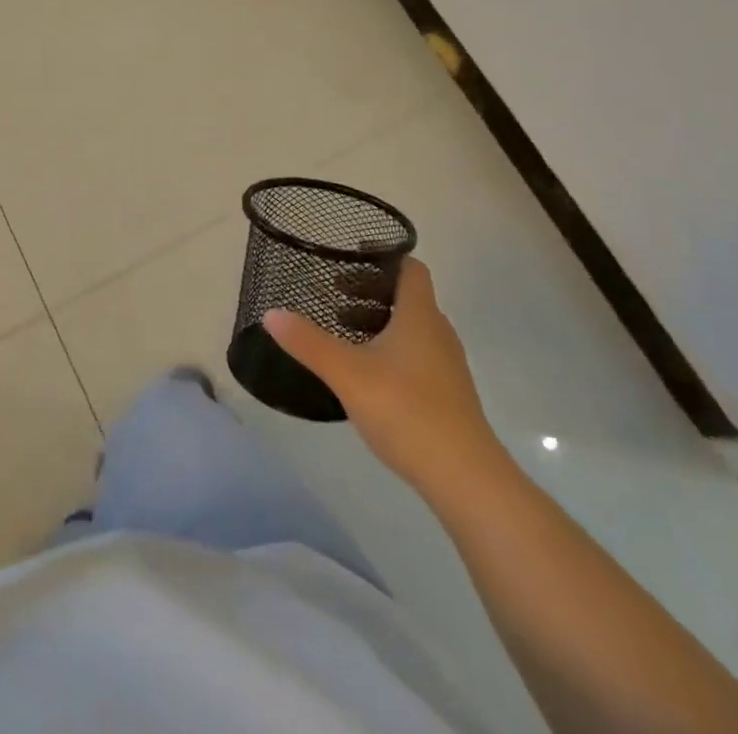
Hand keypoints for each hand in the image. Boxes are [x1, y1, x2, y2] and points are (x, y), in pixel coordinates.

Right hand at [264, 258, 498, 486]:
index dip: (383, 258)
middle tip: (333, 299)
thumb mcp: (347, 373)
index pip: (410, 268)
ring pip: (412, 329)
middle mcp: (438, 333)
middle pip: (407, 298)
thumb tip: (271, 313)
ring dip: (379, 324)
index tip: (349, 259)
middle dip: (370, 293)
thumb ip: (308, 342)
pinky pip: (417, 356)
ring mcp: (447, 367)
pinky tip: (367, 375)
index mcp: (420, 316)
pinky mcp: (447, 396)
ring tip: (344, 336)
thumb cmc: (406, 411)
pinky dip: (391, 352)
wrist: (466, 478)